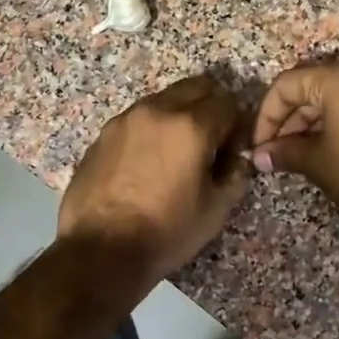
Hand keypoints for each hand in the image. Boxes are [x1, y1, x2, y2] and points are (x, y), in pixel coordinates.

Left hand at [59, 74, 251, 282]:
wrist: (100, 251)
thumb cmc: (165, 233)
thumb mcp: (215, 211)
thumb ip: (235, 176)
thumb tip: (236, 159)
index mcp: (190, 126)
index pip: (228, 103)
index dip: (238, 125)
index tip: (233, 151)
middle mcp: (157, 111)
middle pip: (195, 87)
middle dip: (211, 108)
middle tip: (211, 143)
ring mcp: (125, 120)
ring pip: (164, 100)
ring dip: (179, 115)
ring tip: (177, 154)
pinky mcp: (102, 135)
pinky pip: (138, 119)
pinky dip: (152, 130)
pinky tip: (148, 163)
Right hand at [250, 59, 338, 226]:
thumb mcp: (317, 163)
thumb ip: (285, 153)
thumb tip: (259, 157)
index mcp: (338, 78)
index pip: (286, 85)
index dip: (266, 116)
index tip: (259, 146)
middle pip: (311, 87)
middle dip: (288, 121)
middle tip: (275, 153)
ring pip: (335, 97)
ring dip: (310, 123)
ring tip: (296, 156)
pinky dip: (336, 123)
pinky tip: (326, 151)